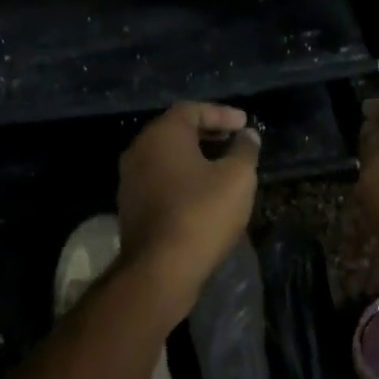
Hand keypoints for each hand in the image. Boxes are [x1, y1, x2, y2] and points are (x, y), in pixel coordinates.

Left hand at [118, 102, 260, 309]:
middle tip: (234, 141)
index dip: (221, 114)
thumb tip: (248, 135)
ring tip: (222, 167)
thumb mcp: (237, 177)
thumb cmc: (202, 213)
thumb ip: (244, 150)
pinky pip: (160, 180)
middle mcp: (139, 150)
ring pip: (166, 158)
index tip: (244, 124)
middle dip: (207, 134)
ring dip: (194, 158)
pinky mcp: (130, 206)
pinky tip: (202, 192)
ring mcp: (130, 180)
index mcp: (162, 134)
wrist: (160, 268)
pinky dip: (182, 178)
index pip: (192, 110)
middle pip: (175, 132)